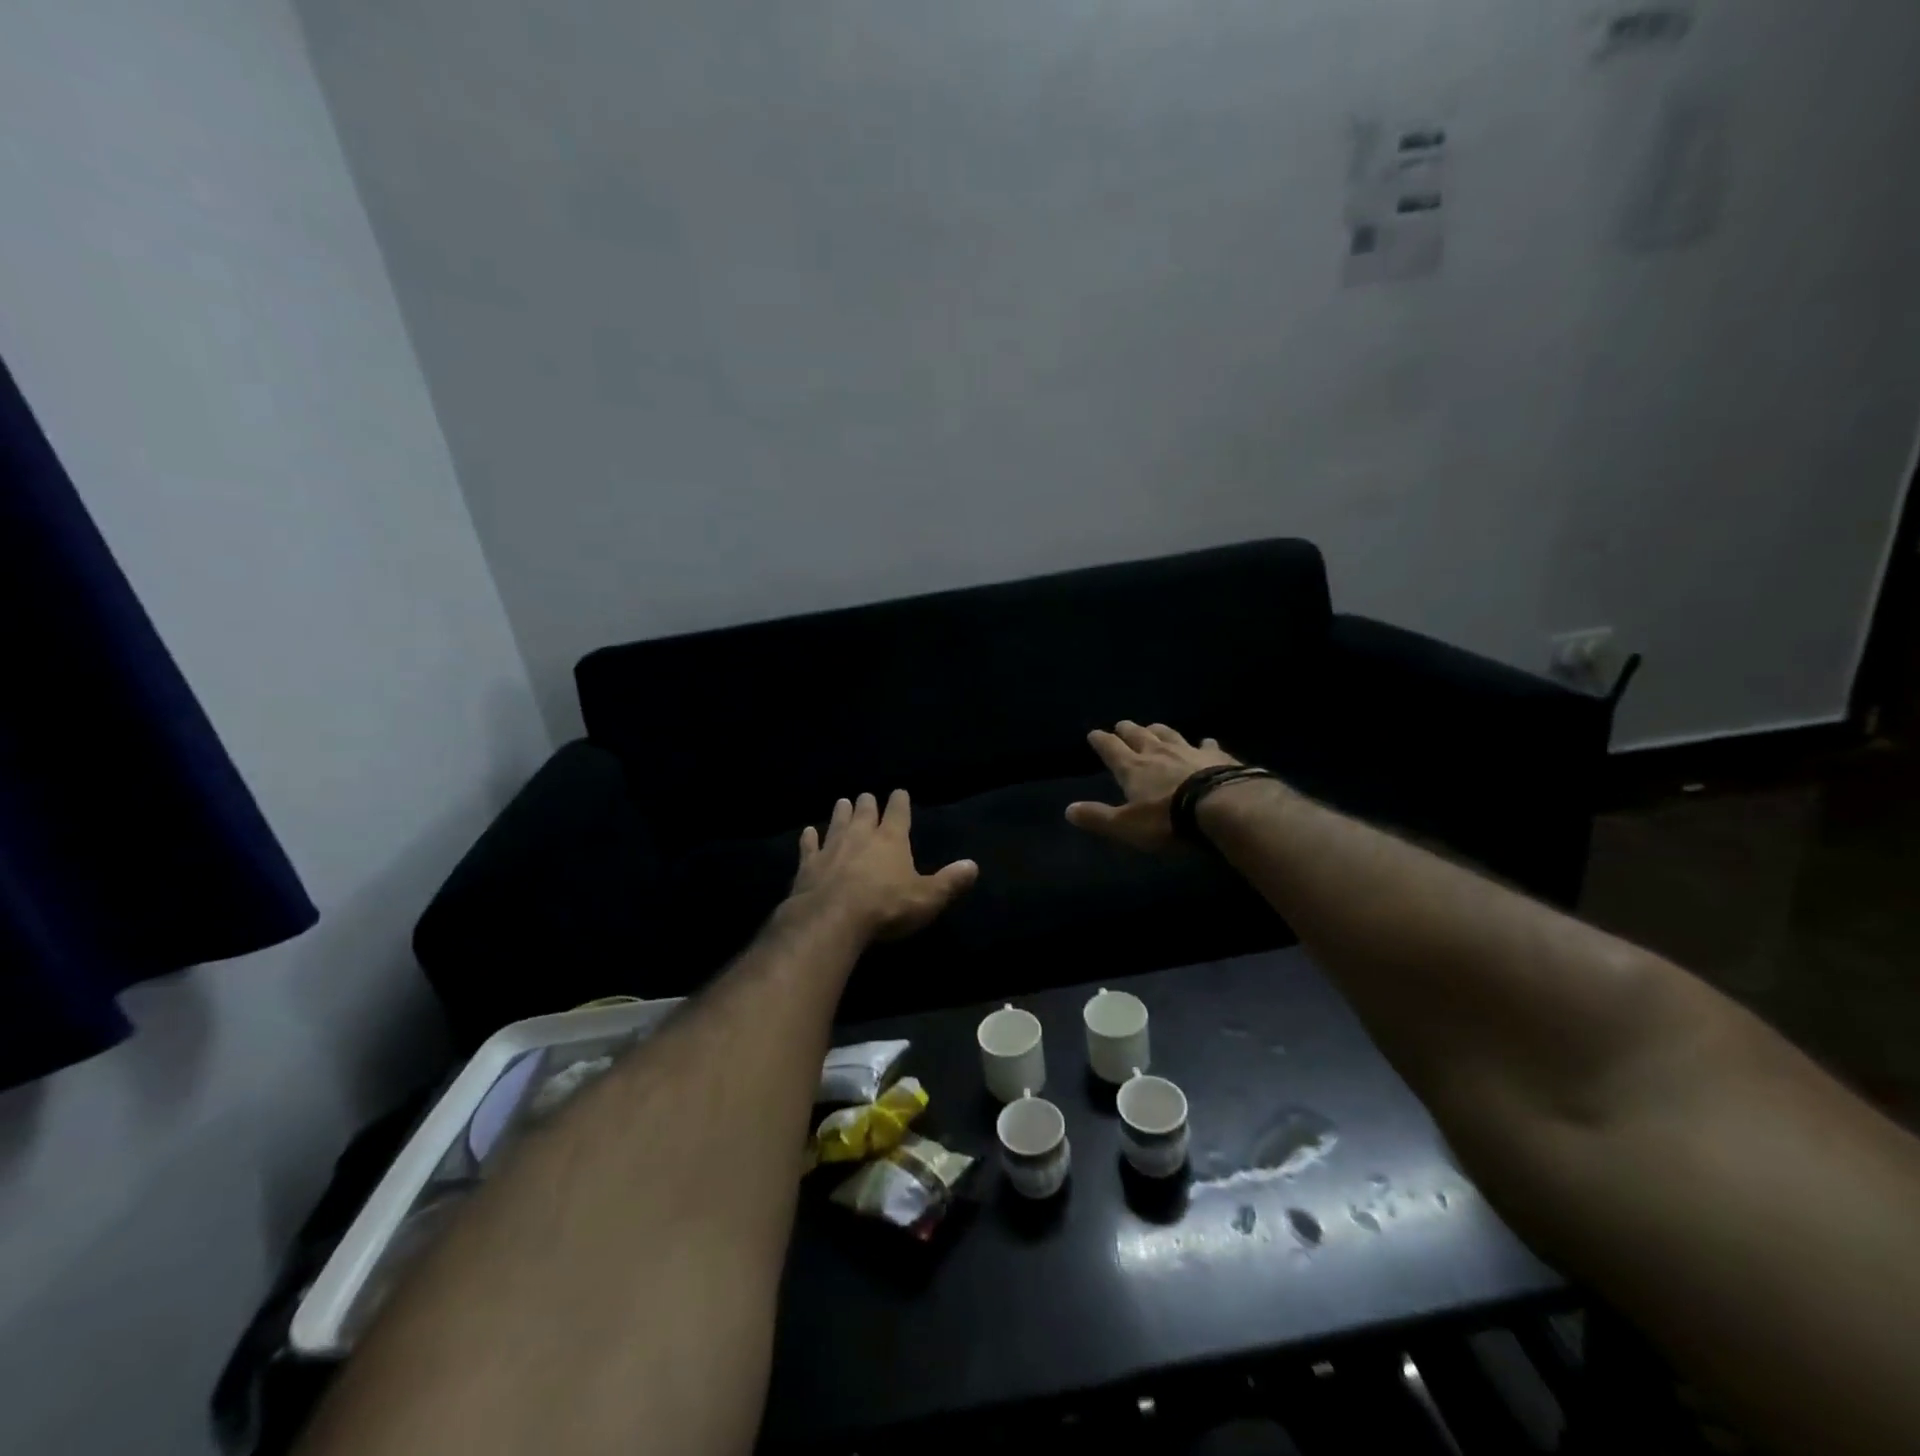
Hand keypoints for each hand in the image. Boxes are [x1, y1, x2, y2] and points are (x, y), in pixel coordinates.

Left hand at [790, 791, 977, 940]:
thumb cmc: (886, 907)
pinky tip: (808, 832)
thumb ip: (949, 882)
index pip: (898, 812)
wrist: (832, 919)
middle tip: (866, 796)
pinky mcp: (809, 865)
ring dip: (841, 812)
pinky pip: (809, 846)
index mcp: (891, 840)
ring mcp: (831, 848)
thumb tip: (973, 865)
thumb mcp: (927, 898)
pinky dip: (809, 838)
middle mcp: (861, 836)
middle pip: (865, 812)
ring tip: (842, 801)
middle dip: (868, 803)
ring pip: (837, 822)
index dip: (900, 801)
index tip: (899, 792)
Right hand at [1065, 721, 1238, 851]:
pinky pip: (1207, 745)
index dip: (1101, 741)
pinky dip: (1203, 743)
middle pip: (1139, 735)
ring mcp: (1189, 751)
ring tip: (1153, 726)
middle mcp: (1158, 753)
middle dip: (1127, 730)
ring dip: (1158, 730)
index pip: (1111, 749)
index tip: (1093, 733)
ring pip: (1169, 734)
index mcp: (1133, 768)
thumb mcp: (1127, 826)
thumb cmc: (1169, 820)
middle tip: (1121, 725)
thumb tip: (1068, 810)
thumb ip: (1098, 817)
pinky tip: (1205, 741)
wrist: (1223, 807)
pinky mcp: (1218, 756)